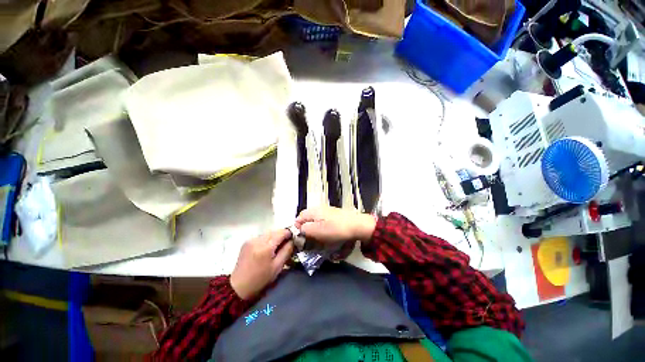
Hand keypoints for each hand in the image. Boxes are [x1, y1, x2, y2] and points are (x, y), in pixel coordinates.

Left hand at [230, 229, 293, 299]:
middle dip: (282, 235)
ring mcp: (251, 239)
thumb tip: (293, 240)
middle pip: (275, 231)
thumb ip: (287, 251)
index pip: (282, 232)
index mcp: (266, 246)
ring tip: (277, 247)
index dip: (290, 234)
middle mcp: (258, 239)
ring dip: (275, 237)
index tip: (294, 239)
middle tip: (286, 244)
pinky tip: (267, 249)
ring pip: (268, 233)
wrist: (238, 287)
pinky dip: (267, 240)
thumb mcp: (277, 267)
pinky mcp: (247, 242)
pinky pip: (262, 236)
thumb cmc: (260, 279)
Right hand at [295, 207, 376, 245]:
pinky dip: (324, 230)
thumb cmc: (336, 229)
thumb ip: (305, 229)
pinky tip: (329, 236)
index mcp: (314, 211)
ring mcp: (328, 211)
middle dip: (308, 230)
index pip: (299, 218)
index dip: (298, 228)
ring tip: (320, 240)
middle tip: (311, 240)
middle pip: (308, 220)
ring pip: (316, 222)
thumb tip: (299, 229)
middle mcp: (320, 209)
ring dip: (316, 231)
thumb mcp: (317, 231)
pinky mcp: (335, 216)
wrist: (357, 225)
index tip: (301, 239)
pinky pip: (325, 223)